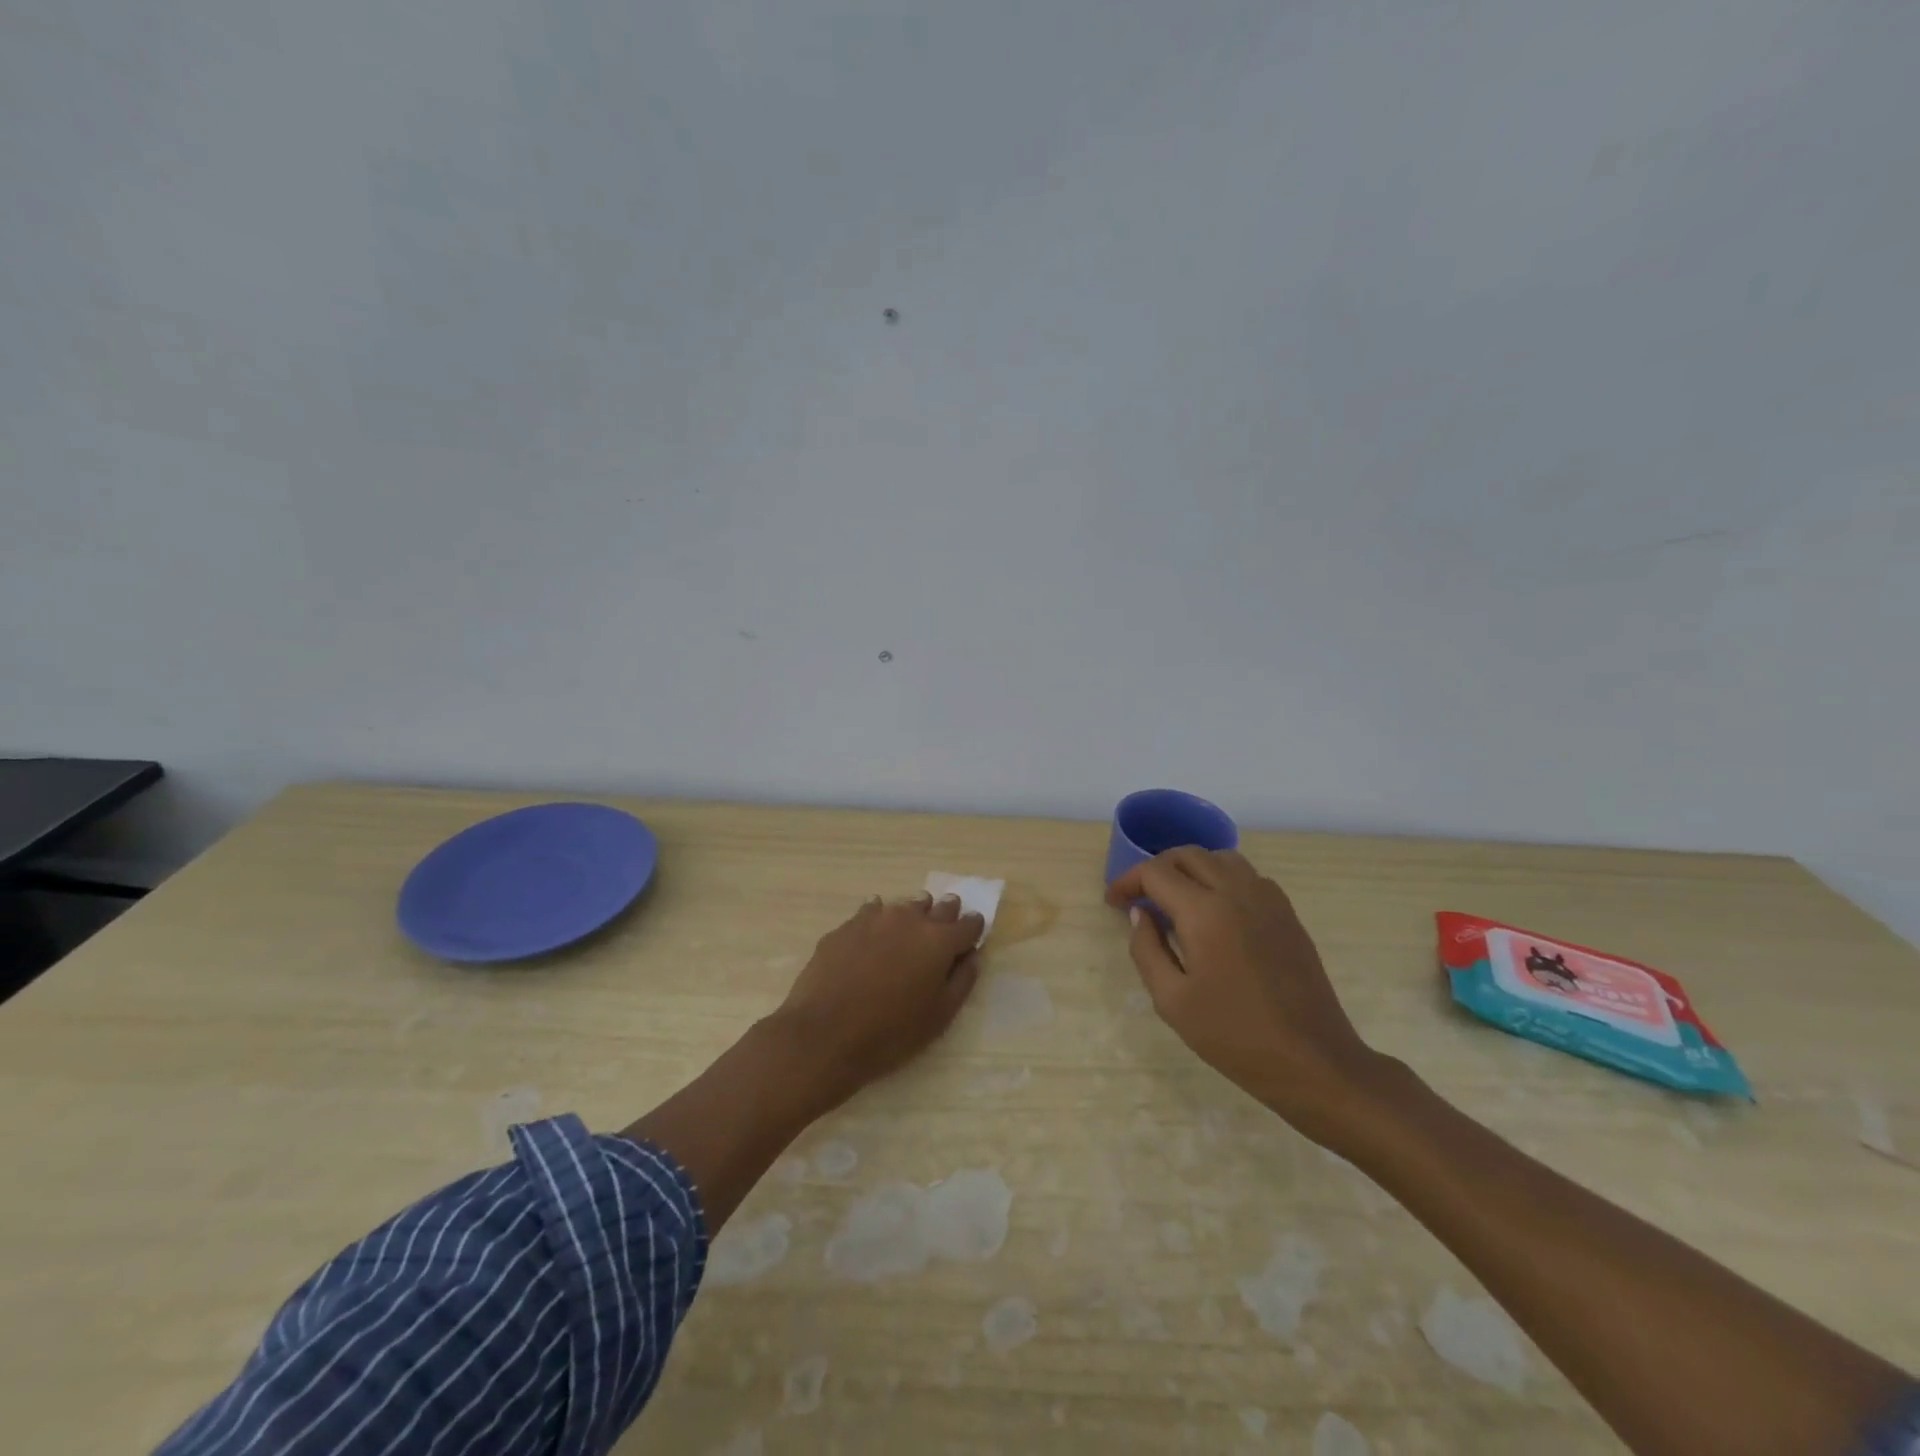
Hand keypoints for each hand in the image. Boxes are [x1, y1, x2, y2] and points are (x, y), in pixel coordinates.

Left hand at [771, 893, 984, 1105]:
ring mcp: (875, 918)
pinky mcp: (846, 926)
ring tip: (910, 929)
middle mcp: (911, 919)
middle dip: (946, 913)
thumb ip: (962, 981)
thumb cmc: (890, 1032)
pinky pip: (871, 912)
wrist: (824, 1034)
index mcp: (939, 941)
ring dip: (912, 914)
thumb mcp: (939, 1017)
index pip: (968, 924)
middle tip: (945, 923)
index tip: (973, 934)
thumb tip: (971, 957)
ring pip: (904, 906)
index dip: (974, 928)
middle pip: (938, 907)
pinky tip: (873, 933)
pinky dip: (878, 919)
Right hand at [1106, 848, 1390, 1141]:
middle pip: (1187, 855)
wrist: (1313, 1060)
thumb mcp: (1172, 1000)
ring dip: (1190, 869)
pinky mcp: (1287, 913)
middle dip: (1156, 869)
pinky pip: (1247, 876)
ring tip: (1176, 899)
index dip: (1127, 881)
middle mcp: (1236, 891)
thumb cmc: (1234, 1035)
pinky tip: (1215, 912)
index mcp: (1204, 911)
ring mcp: (1267, 899)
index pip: (1155, 872)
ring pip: (1220, 858)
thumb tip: (1141, 914)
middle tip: (1140, 897)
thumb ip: (1146, 949)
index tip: (1114, 903)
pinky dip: (1221, 879)